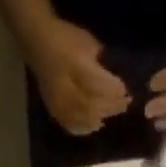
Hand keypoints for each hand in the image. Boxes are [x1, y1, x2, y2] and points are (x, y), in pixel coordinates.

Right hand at [24, 17, 129, 134]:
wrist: (39, 45)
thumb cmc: (65, 39)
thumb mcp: (86, 41)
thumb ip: (100, 60)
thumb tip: (114, 78)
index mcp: (74, 67)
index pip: (97, 84)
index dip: (112, 90)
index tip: (126, 90)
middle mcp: (66, 89)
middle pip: (92, 104)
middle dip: (110, 105)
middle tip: (125, 105)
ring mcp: (59, 103)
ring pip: (84, 117)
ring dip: (101, 117)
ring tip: (113, 114)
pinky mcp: (55, 111)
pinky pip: (72, 125)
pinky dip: (86, 127)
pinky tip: (95, 125)